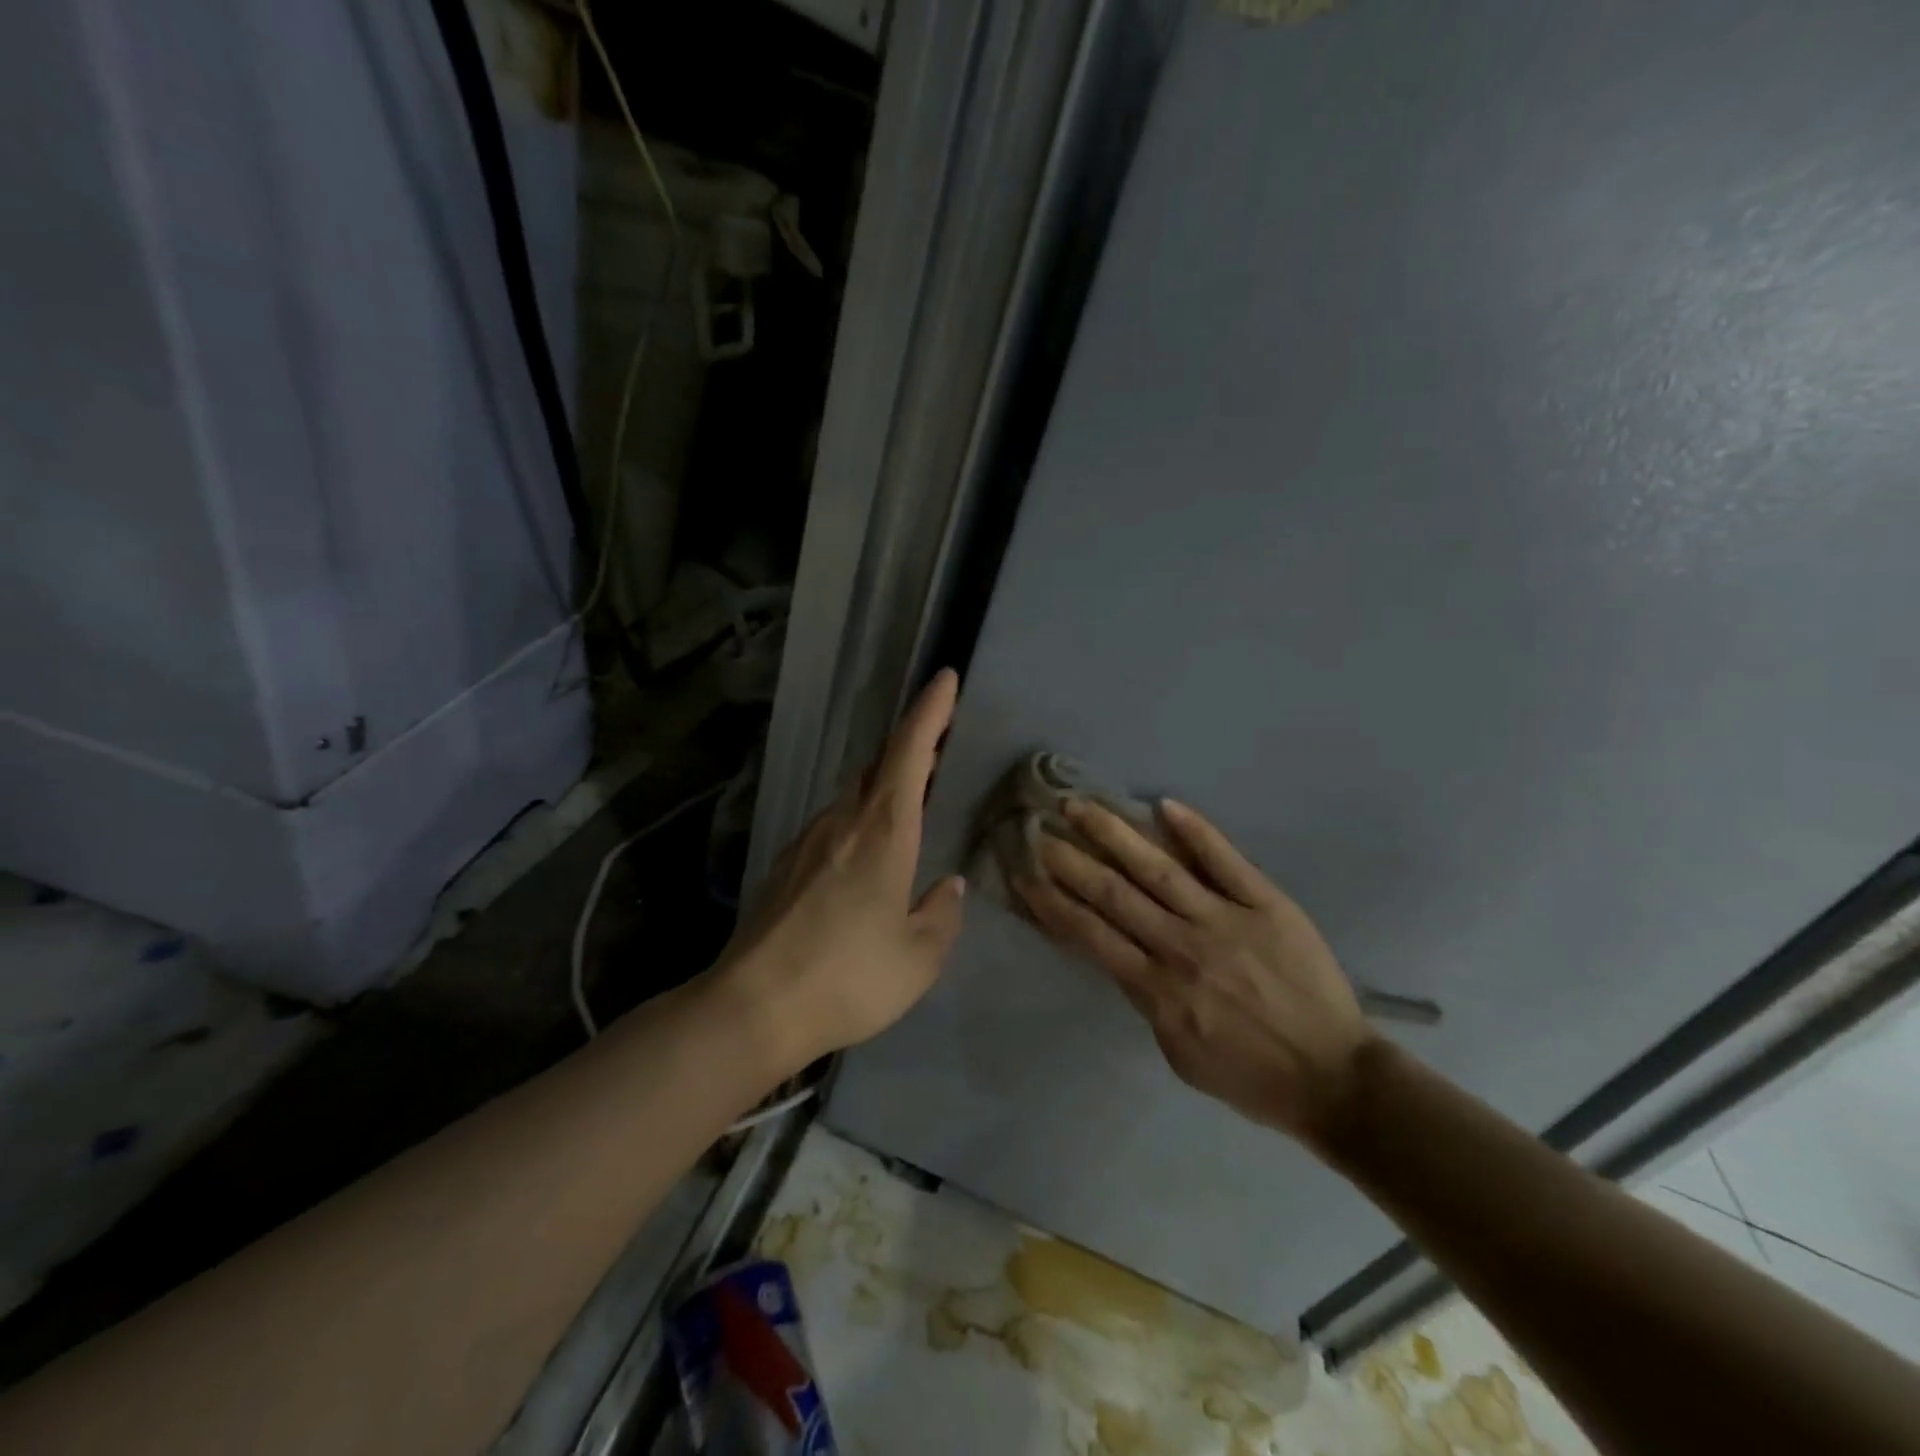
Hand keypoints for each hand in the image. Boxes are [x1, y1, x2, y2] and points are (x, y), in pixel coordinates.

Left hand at [716, 670, 966, 1075]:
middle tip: (938, 741)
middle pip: (879, 766)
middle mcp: (844, 822)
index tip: (944, 678)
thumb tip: (947, 885)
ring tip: (909, 797)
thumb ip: (941, 915)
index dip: (930, 712)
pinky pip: (834, 824)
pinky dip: (860, 818)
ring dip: (884, 785)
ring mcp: (809, 840)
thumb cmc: (848, 977)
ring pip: (855, 795)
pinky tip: (865, 852)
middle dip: (911, 745)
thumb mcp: (918, 957)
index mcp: (884, 833)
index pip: (909, 753)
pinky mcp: (786, 865)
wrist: (752, 1006)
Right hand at [1015, 798, 1373, 1149]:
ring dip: (1115, 834)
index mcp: (1158, 989)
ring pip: (1159, 869)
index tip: (1026, 874)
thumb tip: (1121, 954)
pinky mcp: (1266, 904)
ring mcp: (1226, 920)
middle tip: (1039, 828)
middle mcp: (1183, 947)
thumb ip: (1145, 1001)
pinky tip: (1163, 804)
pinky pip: (1226, 861)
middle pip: (1115, 894)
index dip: (1054, 902)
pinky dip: (1195, 831)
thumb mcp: (1178, 1053)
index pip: (1092, 935)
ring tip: (1081, 805)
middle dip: (1072, 860)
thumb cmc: (1249, 1075)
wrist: (1335, 1079)